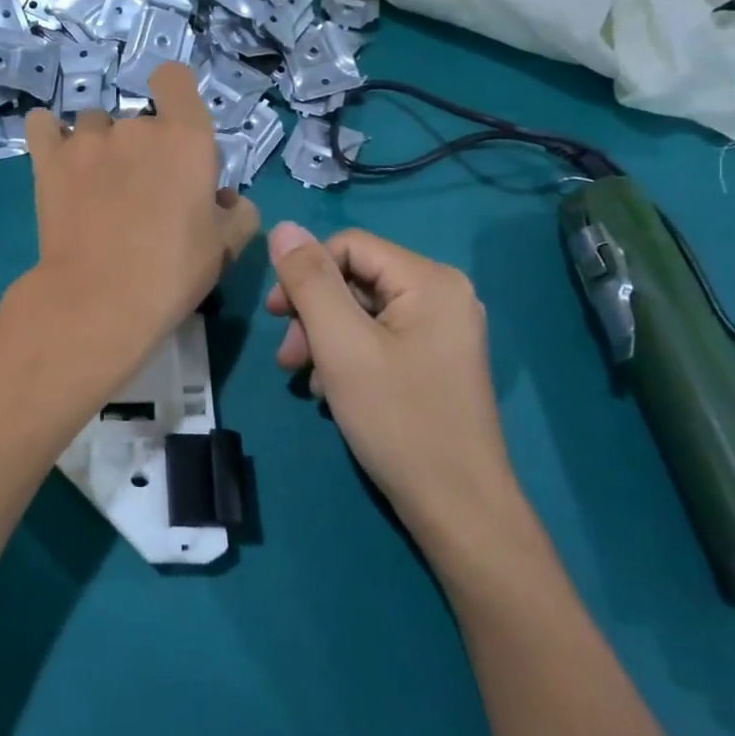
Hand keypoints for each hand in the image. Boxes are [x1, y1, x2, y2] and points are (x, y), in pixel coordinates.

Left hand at [21, 63, 259, 367]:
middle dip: (142, 148)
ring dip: (99, 146)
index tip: (175, 129)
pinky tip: (57, 160)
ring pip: (93, 124)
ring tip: (97, 187)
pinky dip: (49, 136)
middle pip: (138, 118)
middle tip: (142, 193)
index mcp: (185, 137)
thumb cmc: (172, 272)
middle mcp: (136, 127)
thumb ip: (238, 213)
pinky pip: (42, 126)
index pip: (175, 79)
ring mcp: (87, 140)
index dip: (175, 95)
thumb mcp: (225, 247)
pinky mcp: (48, 160)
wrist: (100, 299)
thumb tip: (226, 199)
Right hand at [266, 223, 520, 534]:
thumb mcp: (341, 345)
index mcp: (430, 279)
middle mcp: (443, 294)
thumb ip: (309, 281)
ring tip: (305, 379)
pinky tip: (331, 391)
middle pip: (356, 279)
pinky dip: (348, 357)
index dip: (306, 273)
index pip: (348, 246)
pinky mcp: (436, 360)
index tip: (276, 317)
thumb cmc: (398, 419)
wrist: (458, 508)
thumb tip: (283, 227)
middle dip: (313, 313)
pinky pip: (380, 338)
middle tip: (288, 358)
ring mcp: (443, 330)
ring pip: (363, 312)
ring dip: (325, 338)